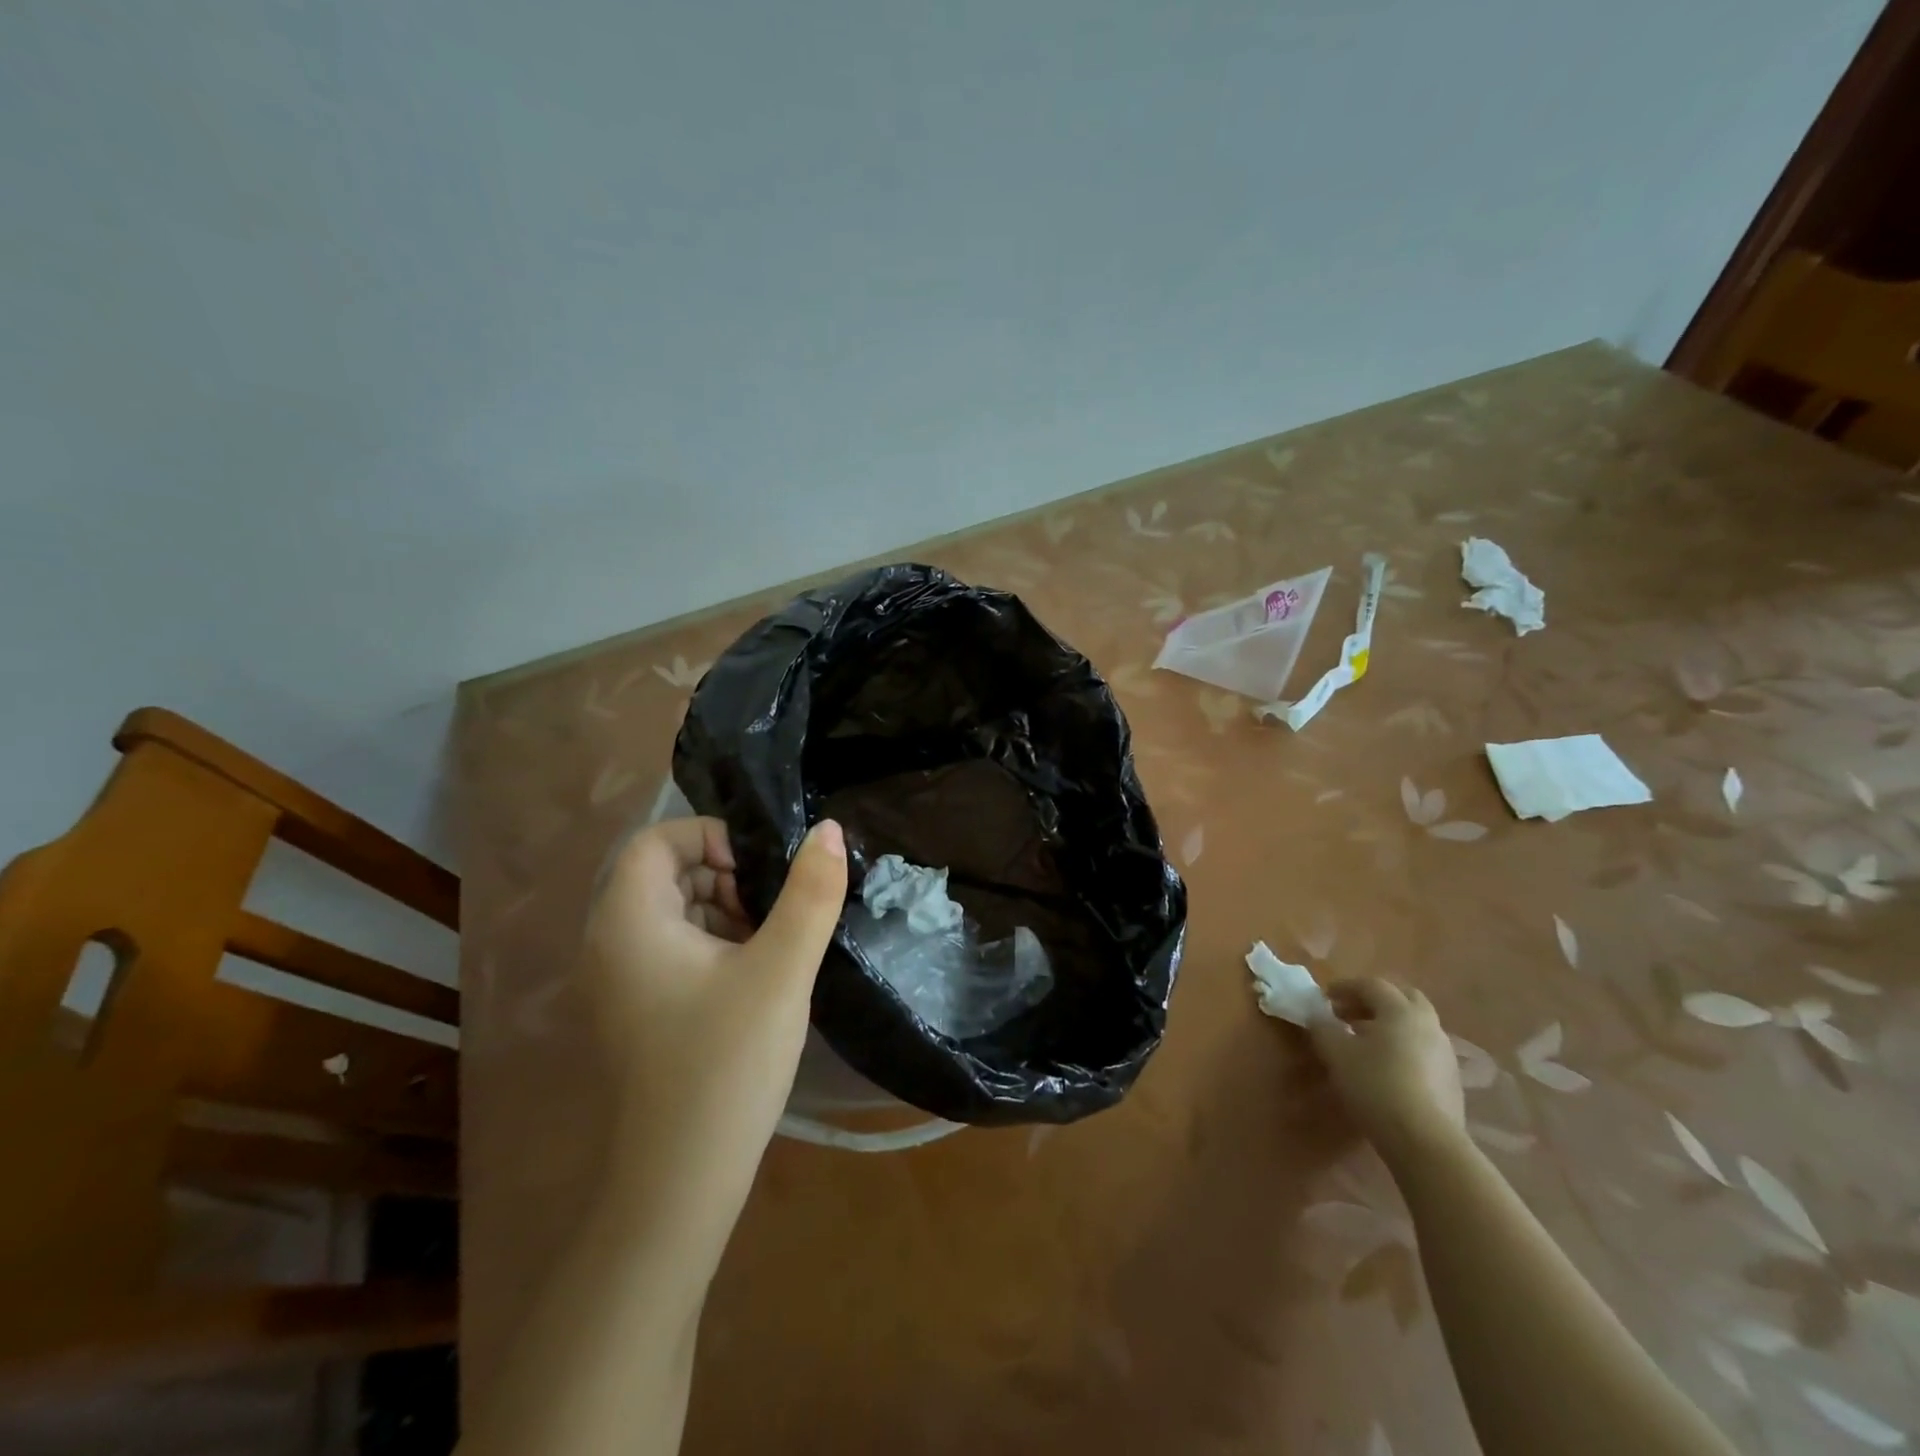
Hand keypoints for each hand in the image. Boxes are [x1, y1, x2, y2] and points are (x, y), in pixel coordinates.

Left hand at [580, 816, 847, 1246]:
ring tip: (770, 943)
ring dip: (723, 909)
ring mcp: (617, 982)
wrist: (680, 1182)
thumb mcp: (781, 969)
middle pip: (663, 873)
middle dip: (724, 875)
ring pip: (670, 912)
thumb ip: (810, 893)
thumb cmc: (727, 1064)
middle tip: (773, 909)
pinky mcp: (634, 1011)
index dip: (713, 837)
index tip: (761, 872)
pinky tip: (752, 977)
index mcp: (629, 922)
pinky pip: (670, 949)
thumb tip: (828, 829)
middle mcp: (609, 943)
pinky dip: (712, 944)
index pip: (658, 840)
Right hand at [1308, 979, 1464, 1158]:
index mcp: (1400, 1010)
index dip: (1345, 987)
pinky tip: (1386, 1067)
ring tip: (1364, 1041)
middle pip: (1402, 998)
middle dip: (1373, 1001)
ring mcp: (1444, 1053)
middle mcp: (1428, 1024)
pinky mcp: (1451, 1080)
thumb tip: (1318, 1016)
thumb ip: (1323, 1028)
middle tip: (1349, 1013)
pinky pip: (1423, 1049)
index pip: (1372, 984)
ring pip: (1415, 1025)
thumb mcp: (1336, 1053)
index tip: (1324, 998)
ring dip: (1389, 1024)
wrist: (1425, 1141)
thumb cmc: (1375, 1085)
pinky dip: (1402, 1047)